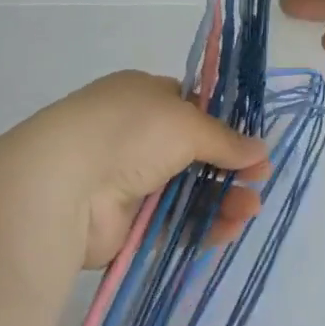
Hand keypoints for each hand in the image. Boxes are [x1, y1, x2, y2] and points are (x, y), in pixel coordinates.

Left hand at [12, 71, 270, 265]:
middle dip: (230, 167)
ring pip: (188, 190)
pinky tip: (229, 229)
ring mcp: (131, 179)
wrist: (64, 185)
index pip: (192, 108)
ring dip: (222, 198)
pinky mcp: (129, 222)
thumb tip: (260, 150)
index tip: (254, 145)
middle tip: (260, 181)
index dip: (225, 126)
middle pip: (195, 153)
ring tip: (251, 209)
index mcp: (144, 96)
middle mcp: (137, 135)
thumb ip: (225, 139)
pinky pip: (174, 222)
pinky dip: (202, 225)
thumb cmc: (129, 133)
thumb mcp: (186, 123)